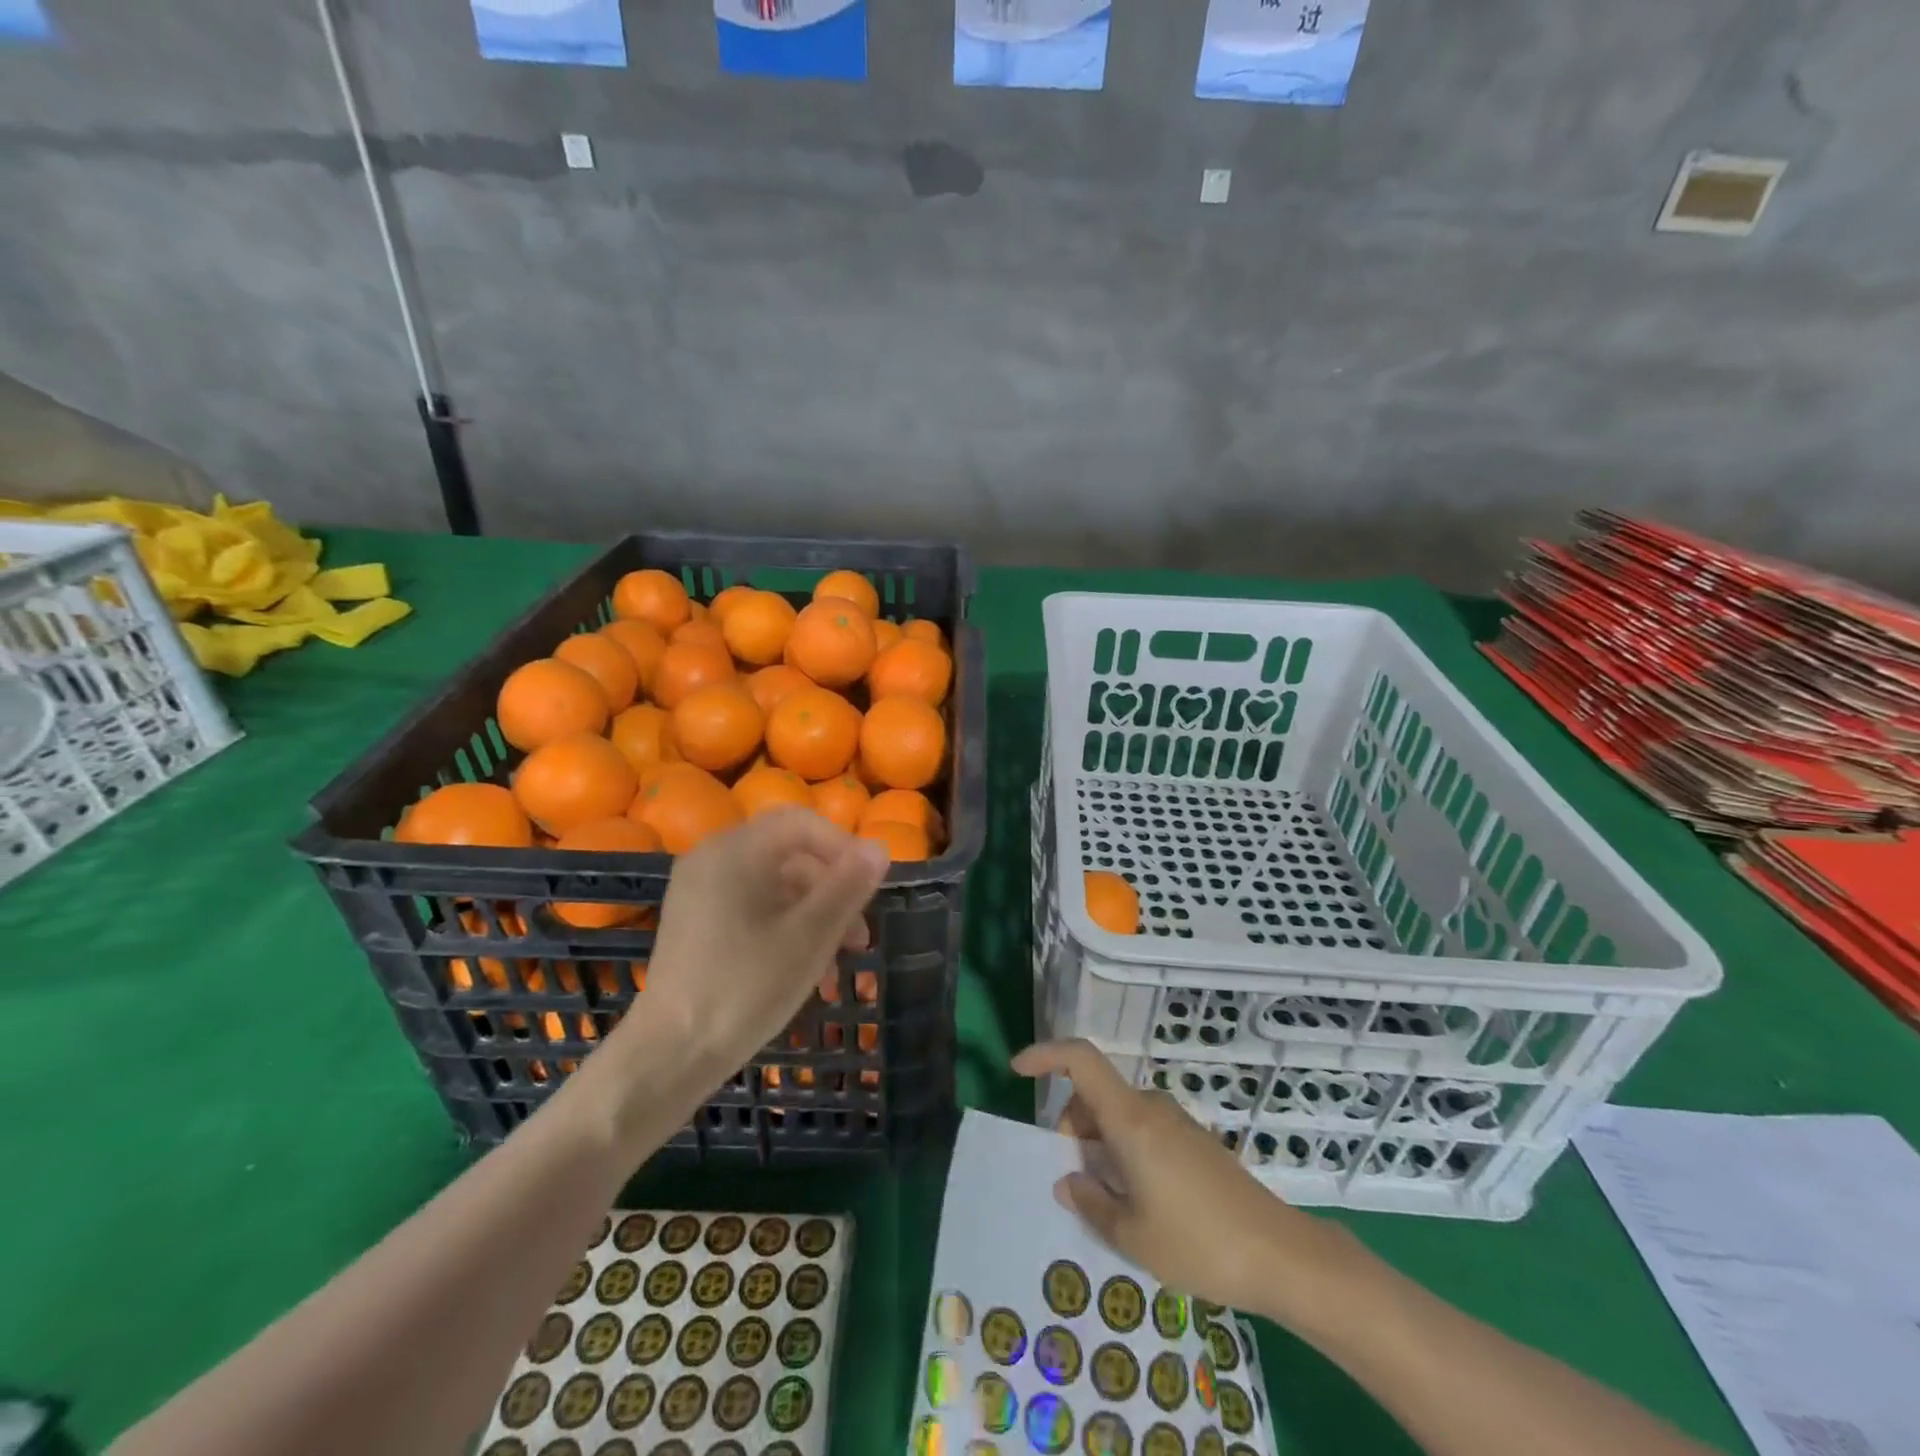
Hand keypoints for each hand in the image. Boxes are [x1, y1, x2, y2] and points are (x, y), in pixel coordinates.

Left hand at [586, 811, 888, 1117]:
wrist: (670, 1053)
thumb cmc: (746, 987)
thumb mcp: (811, 935)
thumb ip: (848, 885)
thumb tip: (879, 847)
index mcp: (736, 850)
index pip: (803, 823)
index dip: (844, 847)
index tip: (871, 887)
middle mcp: (712, 858)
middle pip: (790, 854)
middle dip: (833, 890)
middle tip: (861, 935)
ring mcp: (699, 890)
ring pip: (774, 885)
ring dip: (814, 914)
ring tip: (839, 962)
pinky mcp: (695, 921)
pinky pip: (752, 906)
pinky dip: (785, 925)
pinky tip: (806, 968)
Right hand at [1013, 1039, 1362, 1324]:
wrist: (1281, 1255)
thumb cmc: (1198, 1243)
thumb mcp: (1131, 1234)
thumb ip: (1090, 1201)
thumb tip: (1066, 1179)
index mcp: (1130, 1119)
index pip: (1080, 1060)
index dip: (1045, 1055)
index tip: (1017, 1070)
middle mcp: (1151, 1108)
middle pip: (1095, 1094)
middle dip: (1071, 1127)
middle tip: (1074, 1181)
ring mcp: (1177, 1123)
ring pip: (1118, 1115)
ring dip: (1099, 1144)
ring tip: (1107, 1202)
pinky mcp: (1195, 1142)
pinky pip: (1143, 1130)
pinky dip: (1124, 1151)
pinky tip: (1137, 1202)